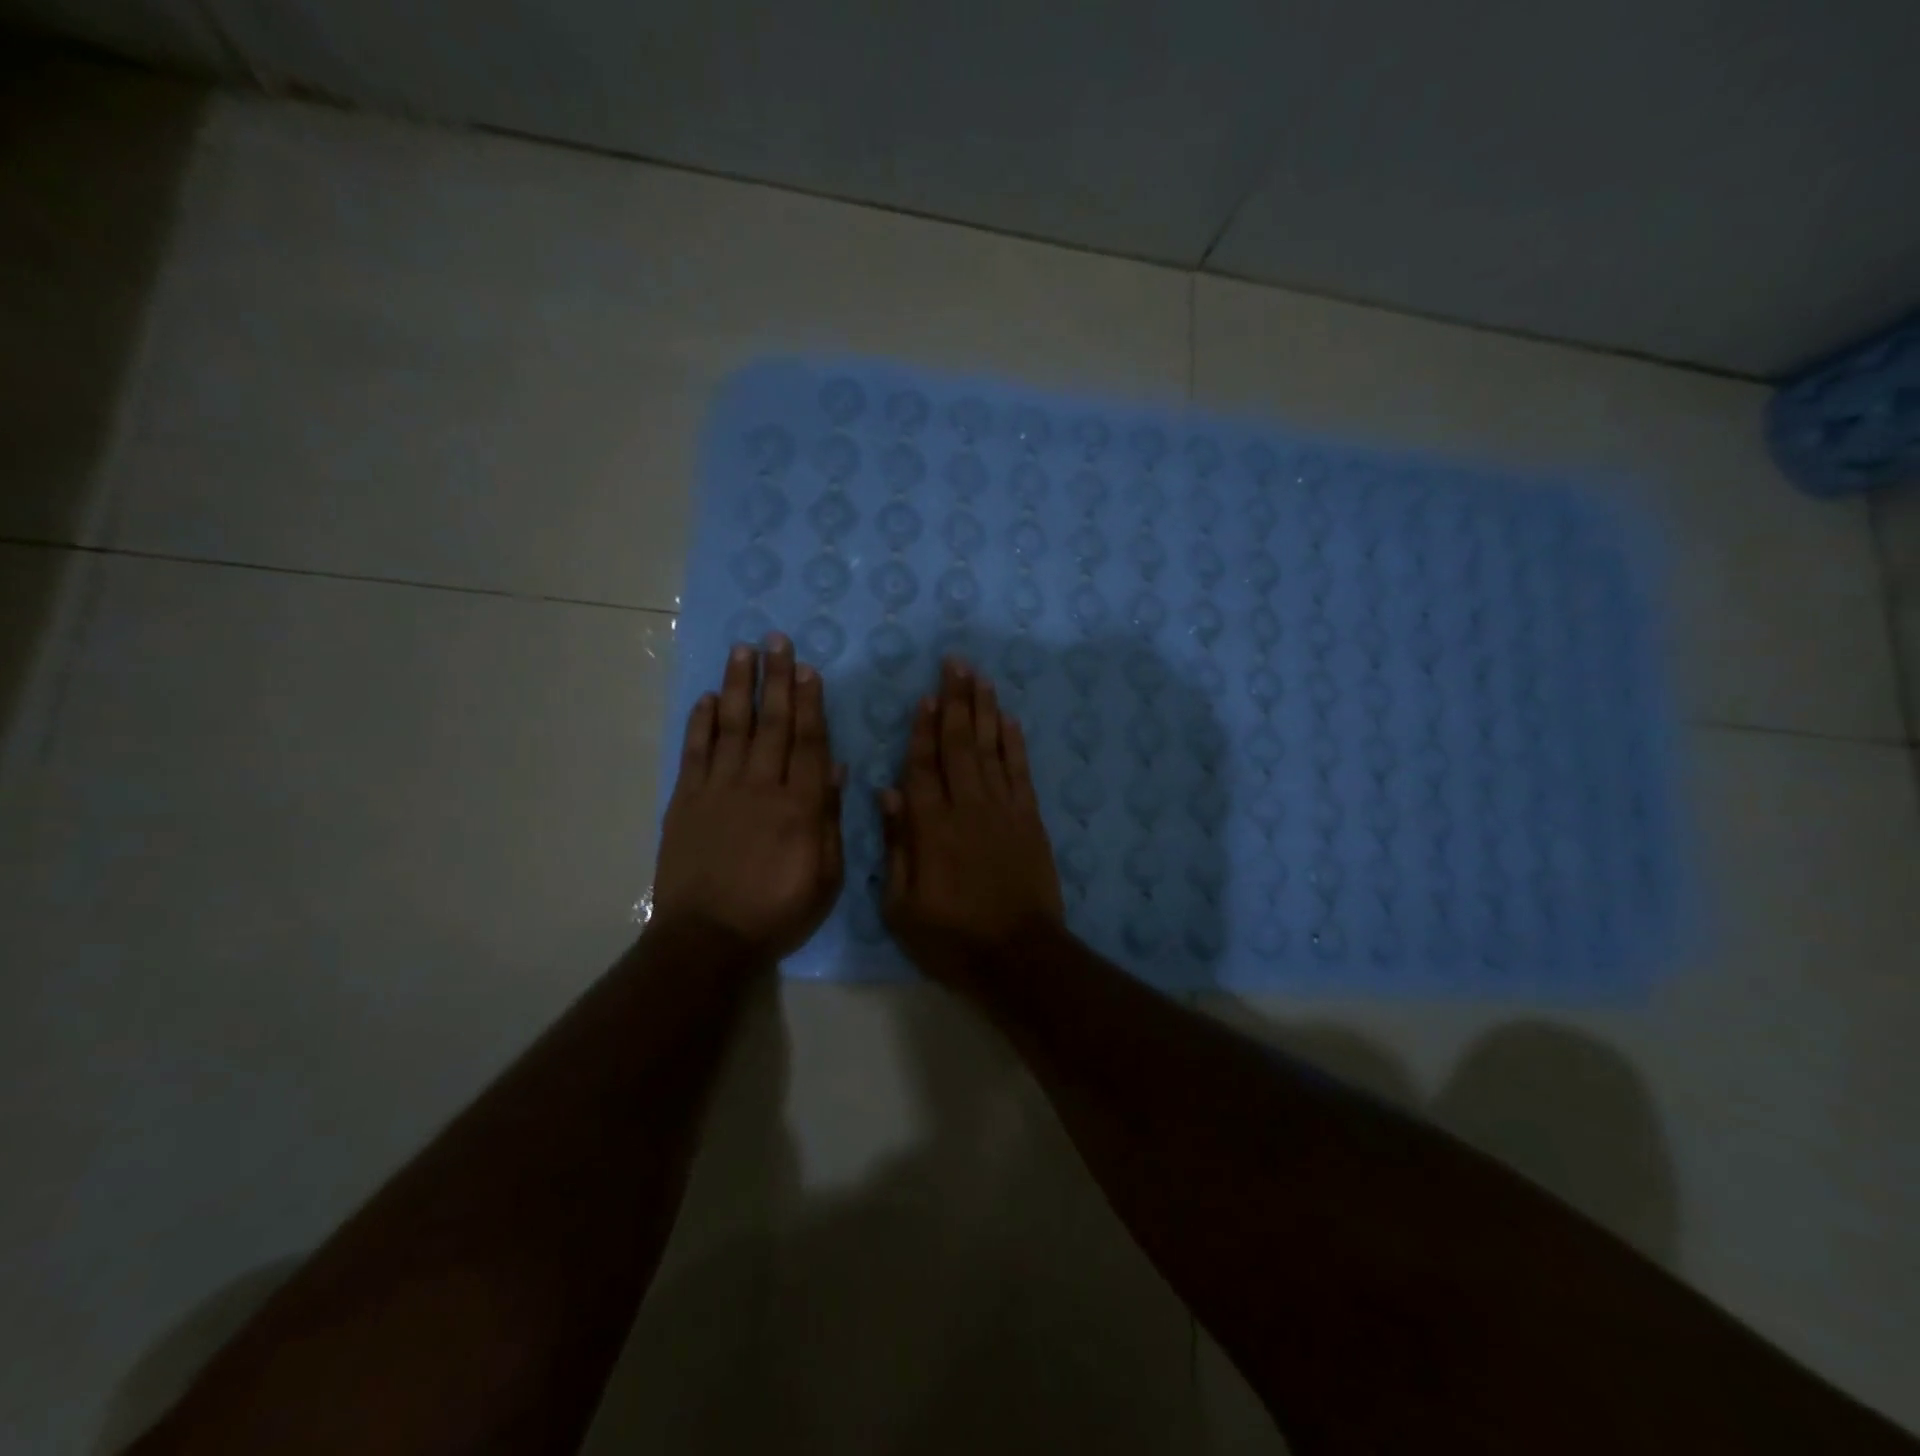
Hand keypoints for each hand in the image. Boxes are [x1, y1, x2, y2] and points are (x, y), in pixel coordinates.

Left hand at [652, 636, 843, 961]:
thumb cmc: (776, 912)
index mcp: (799, 806)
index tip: (807, 668)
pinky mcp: (686, 802)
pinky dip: (700, 723)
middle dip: (775, 679)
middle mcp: (760, 787)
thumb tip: (834, 769)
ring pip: (731, 727)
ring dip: (737, 687)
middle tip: (775, 639)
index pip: (808, 742)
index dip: (809, 702)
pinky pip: (695, 753)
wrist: (707, 940)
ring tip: (742, 651)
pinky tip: (706, 698)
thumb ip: (829, 819)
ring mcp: (718, 791)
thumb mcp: (825, 877)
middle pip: (771, 723)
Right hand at [880, 657, 1063, 986]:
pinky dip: (1014, 743)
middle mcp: (967, 807)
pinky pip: (1020, 772)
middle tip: (955, 663)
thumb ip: (895, 846)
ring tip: (980, 677)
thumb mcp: (902, 906)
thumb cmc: (951, 938)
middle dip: (956, 701)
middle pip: (959, 743)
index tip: (925, 696)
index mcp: (930, 827)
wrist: (1018, 957)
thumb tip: (887, 794)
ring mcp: (1003, 810)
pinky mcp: (1030, 820)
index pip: (922, 765)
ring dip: (985, 710)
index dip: (922, 729)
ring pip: (991, 748)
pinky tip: (1009, 720)